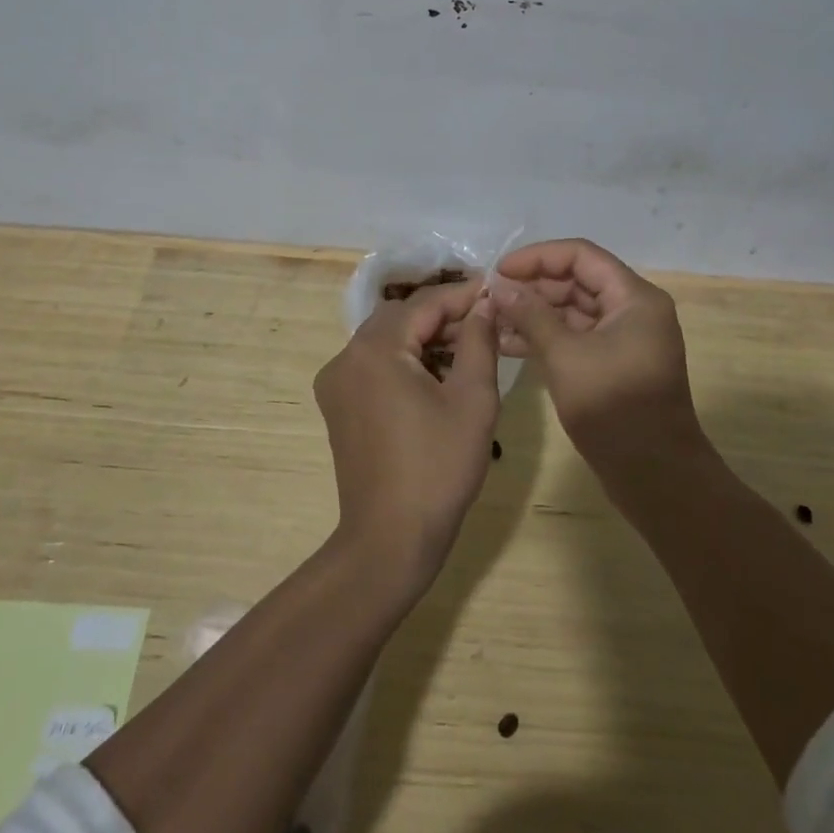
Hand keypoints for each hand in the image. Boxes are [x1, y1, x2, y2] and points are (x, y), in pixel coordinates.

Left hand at [314, 280, 500, 595]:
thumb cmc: (437, 469)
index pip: (424, 303)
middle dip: (443, 315)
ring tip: (467, 347)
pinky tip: (435, 375)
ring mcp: (336, 381)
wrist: (389, 540)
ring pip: (386, 339)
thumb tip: (485, 305)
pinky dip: (404, 359)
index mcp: (375, 349)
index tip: (497, 291)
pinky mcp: (337, 405)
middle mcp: (346, 356)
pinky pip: (373, 364)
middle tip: (485, 322)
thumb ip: (479, 342)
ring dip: (423, 337)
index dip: (463, 295)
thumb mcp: (472, 400)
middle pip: (400, 316)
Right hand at [489, 239, 704, 476]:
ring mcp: (623, 338)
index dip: (538, 257)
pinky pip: (575, 336)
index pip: (581, 255)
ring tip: (491, 320)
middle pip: (576, 280)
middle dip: (532, 286)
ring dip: (534, 313)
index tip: (499, 270)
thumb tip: (499, 286)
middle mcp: (633, 310)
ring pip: (573, 310)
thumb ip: (531, 315)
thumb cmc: (614, 408)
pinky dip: (545, 337)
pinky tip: (507, 344)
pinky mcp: (612, 363)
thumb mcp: (565, 356)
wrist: (655, 476)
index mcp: (634, 298)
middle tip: (490, 297)